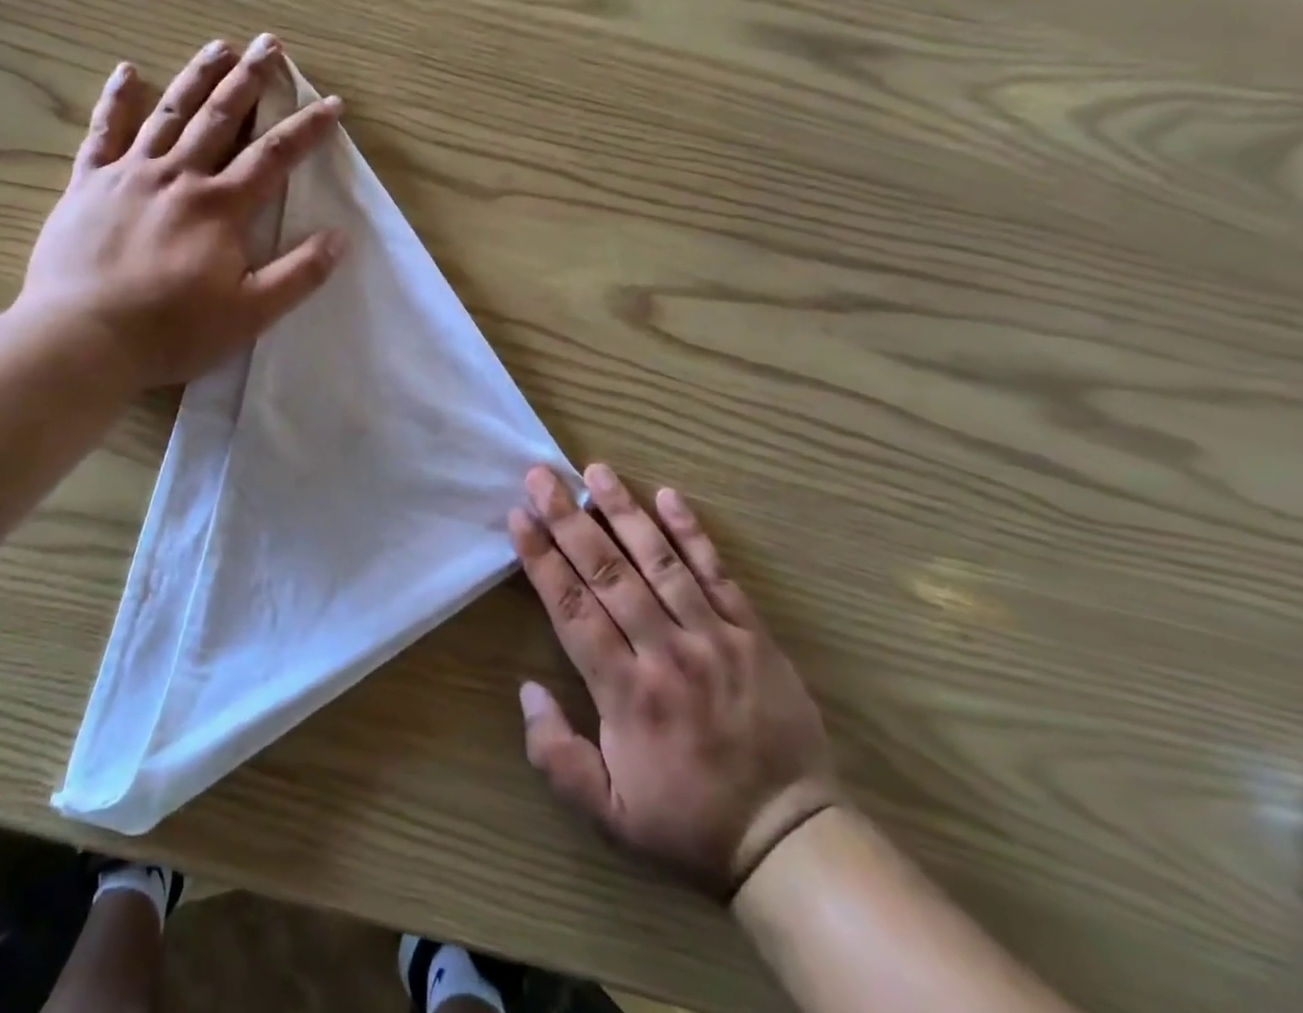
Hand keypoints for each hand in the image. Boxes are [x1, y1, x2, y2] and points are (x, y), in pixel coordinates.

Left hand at [17, 35, 346, 391]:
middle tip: (270, 45)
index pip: (273, 155)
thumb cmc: (170, 331)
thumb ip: (297, 275)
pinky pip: (103, 132)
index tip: (331, 103)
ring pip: (169, 112)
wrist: (82, 338)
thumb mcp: (249, 314)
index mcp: (219, 206)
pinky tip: (127, 71)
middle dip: (250, 80)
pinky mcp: (88, 184)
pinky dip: (116, 100)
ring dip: (197, 77)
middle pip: (221, 117)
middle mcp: (178, 176)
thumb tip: (339, 237)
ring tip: (219, 45)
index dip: (306, 128)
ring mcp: (129, 174)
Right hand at [510, 464, 836, 898]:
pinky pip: (718, 574)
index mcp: (627, 693)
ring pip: (659, 562)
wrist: (791, 840)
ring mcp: (713, 638)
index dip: (542, 559)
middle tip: (542, 476)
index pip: (573, 610)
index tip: (520, 517)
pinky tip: (669, 496)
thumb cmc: (688, 821)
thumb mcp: (609, 815)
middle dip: (569, 520)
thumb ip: (557, 756)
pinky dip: (692, 533)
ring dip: (623, 511)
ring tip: (595, 471)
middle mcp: (665, 653)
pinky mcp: (752, 634)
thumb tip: (526, 690)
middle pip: (608, 573)